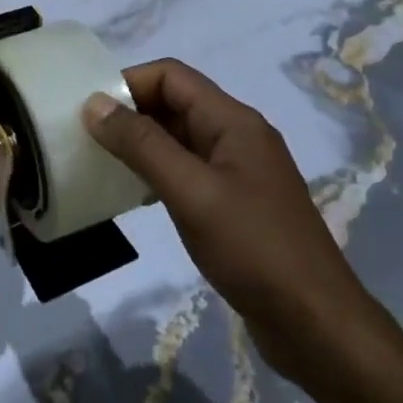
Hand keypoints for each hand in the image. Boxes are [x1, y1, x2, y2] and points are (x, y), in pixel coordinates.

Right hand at [82, 59, 402, 398]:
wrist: (317, 326)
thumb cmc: (253, 249)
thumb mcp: (191, 191)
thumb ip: (141, 145)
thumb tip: (94, 103)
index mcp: (233, 121)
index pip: (172, 76)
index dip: (128, 82)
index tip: (88, 109)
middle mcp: (237, 137)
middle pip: (175, 104)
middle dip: (130, 112)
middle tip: (85, 136)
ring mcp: (239, 173)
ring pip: (179, 139)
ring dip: (140, 144)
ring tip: (100, 163)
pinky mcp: (236, 206)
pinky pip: (188, 172)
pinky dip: (157, 173)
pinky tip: (133, 195)